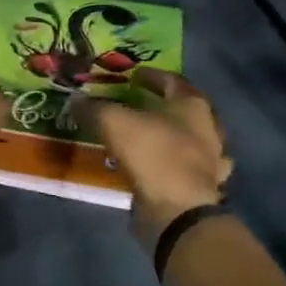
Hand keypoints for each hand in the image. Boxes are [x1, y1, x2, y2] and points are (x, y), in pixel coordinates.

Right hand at [73, 67, 232, 246]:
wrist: (177, 210)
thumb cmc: (152, 154)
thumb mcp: (114, 123)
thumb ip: (95, 108)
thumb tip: (76, 98)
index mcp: (192, 105)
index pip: (172, 81)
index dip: (151, 76)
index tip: (133, 76)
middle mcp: (208, 128)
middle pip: (183, 110)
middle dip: (161, 106)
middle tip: (136, 105)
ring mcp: (209, 160)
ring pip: (188, 140)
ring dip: (168, 136)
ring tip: (144, 137)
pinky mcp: (201, 187)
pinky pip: (183, 168)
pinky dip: (168, 165)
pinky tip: (155, 168)